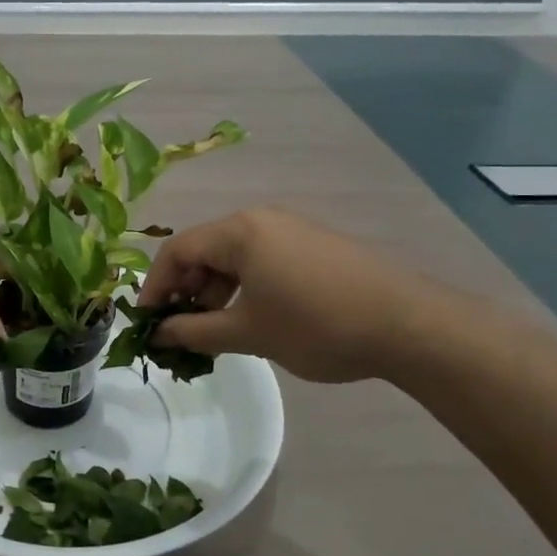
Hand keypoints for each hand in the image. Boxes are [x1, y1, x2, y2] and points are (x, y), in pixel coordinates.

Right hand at [138, 207, 443, 383]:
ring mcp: (292, 229)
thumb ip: (196, 332)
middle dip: (187, 290)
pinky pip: (263, 259)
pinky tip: (256, 318)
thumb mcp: (249, 333)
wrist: (409, 324)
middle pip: (205, 250)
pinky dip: (247, 287)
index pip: (177, 250)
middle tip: (183, 331)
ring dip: (217, 292)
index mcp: (239, 231)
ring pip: (235, 257)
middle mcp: (261, 220)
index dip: (156, 287)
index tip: (147, 323)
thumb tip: (160, 335)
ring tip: (220, 332)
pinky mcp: (314, 245)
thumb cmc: (317, 325)